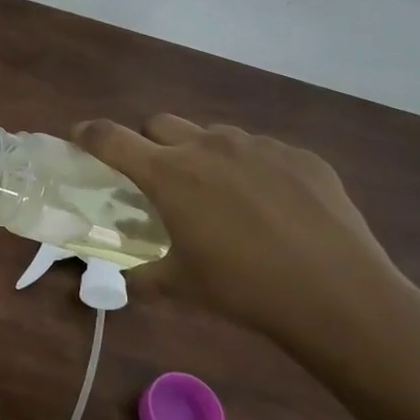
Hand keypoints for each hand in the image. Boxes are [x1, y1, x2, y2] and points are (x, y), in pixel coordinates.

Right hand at [74, 114, 419, 349]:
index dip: (88, 134)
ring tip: (223, 196)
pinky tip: (273, 207)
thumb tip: (120, 281)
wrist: (339, 296)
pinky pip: (262, 151)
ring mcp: (257, 146)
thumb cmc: (244, 289)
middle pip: (160, 124)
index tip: (80, 138)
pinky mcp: (300, 156)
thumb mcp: (180, 286)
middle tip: (162, 179)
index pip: (110, 137)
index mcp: (168, 173)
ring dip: (203, 155)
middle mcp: (207, 146)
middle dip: (151, 143)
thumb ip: (141, 276)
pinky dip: (253, 169)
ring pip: (213, 135)